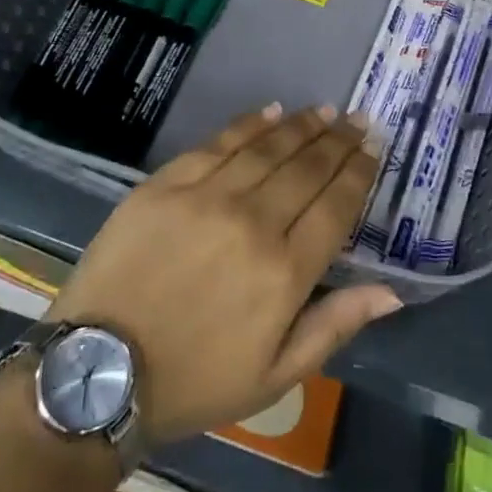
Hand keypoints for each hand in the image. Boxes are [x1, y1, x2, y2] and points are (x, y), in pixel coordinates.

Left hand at [44, 105, 402, 447]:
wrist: (101, 369)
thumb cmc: (194, 380)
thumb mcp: (275, 376)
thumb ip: (335, 326)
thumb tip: (391, 291)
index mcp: (285, 272)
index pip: (336, 206)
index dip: (359, 172)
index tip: (374, 148)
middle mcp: (252, 223)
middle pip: (307, 168)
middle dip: (338, 141)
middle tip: (358, 120)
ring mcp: (206, 197)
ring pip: (267, 148)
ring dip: (302, 125)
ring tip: (324, 111)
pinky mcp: (166, 183)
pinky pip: (218, 143)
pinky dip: (249, 124)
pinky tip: (271, 112)